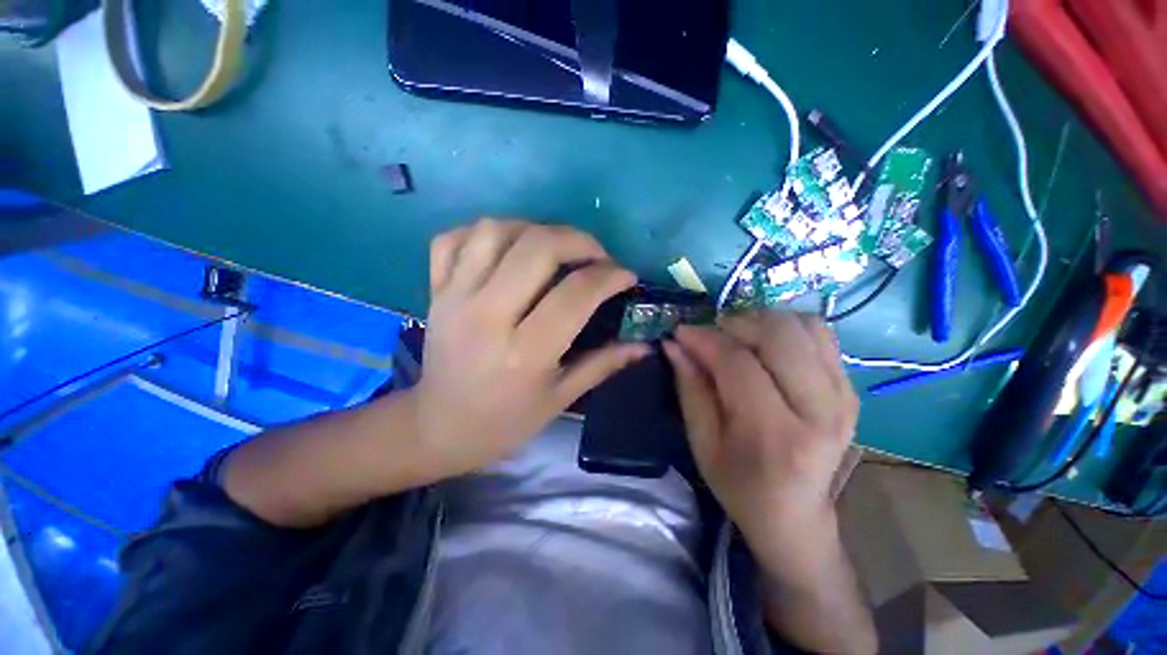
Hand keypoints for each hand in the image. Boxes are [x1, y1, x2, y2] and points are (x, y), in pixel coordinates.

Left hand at [410, 219, 647, 477]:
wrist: (439, 427)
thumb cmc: (505, 421)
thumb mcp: (560, 399)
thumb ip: (603, 364)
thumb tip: (645, 344)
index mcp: (525, 353)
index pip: (576, 294)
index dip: (610, 276)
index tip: (627, 276)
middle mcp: (487, 316)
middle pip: (537, 248)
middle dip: (579, 240)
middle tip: (596, 255)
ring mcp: (454, 298)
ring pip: (495, 231)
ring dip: (535, 229)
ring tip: (555, 247)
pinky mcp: (435, 291)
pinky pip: (453, 239)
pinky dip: (485, 232)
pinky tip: (507, 247)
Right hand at [663, 311, 858, 541]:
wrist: (796, 515)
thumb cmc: (738, 485)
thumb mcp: (702, 442)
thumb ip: (689, 388)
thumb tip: (674, 344)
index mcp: (775, 435)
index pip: (739, 364)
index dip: (705, 340)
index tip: (680, 333)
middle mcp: (820, 411)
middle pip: (778, 335)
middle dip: (734, 324)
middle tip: (709, 336)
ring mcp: (844, 396)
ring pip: (803, 326)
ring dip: (761, 322)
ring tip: (737, 339)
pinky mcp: (851, 388)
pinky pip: (820, 334)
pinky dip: (787, 328)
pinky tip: (766, 346)